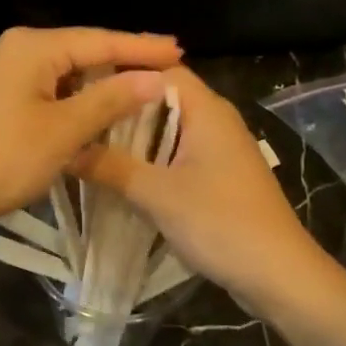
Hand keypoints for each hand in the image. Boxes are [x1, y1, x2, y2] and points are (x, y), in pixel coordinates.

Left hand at [0, 26, 183, 234]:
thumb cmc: (1, 158)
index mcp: (31, 47)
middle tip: (167, 68)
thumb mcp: (63, 131)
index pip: (99, 40)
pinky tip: (95, 112)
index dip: (141, 47)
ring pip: (64, 73)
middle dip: (122, 62)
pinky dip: (74, 100)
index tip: (180, 51)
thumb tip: (154, 78)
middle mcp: (15, 49)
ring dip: (99, 84)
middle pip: (81, 52)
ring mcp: (1, 73)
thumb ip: (111, 100)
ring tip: (140, 89)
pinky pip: (46, 90)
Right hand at [72, 67, 331, 313]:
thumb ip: (110, 167)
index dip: (123, 75)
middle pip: (164, 99)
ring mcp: (221, 150)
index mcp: (207, 110)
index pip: (161, 70)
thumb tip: (67, 149)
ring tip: (92, 147)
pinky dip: (153, 160)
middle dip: (124, 110)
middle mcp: (217, 120)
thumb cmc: (220, 223)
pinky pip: (180, 155)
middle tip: (80, 120)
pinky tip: (124, 177)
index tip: (84, 89)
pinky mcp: (221, 176)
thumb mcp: (157, 195)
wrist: (279, 274)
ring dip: (136, 139)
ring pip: (170, 130)